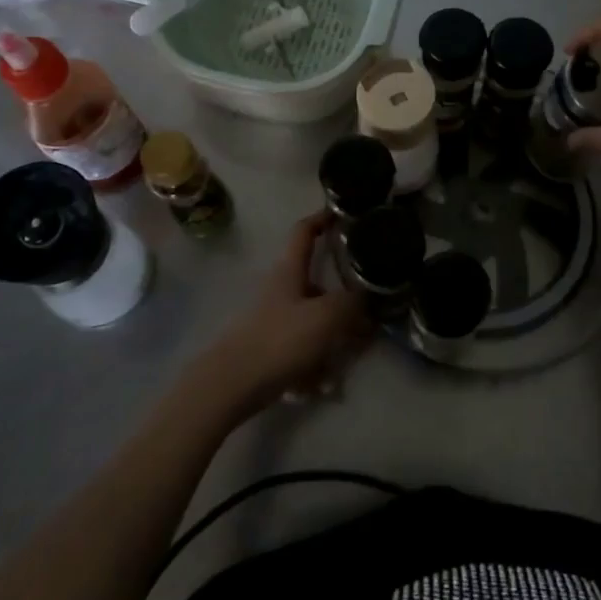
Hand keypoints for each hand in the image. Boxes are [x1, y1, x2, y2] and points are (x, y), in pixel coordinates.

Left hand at [189, 213, 371, 421]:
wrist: (231, 386)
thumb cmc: (280, 339)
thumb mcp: (326, 316)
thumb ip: (352, 303)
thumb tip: (368, 298)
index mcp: (289, 269)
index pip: (304, 231)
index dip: (322, 218)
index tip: (342, 213)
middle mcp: (281, 289)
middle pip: (316, 282)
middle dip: (343, 298)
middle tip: (368, 309)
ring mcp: (274, 320)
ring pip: (314, 320)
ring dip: (334, 337)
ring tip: (350, 357)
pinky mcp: (270, 350)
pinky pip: (304, 350)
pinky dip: (317, 366)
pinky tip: (325, 386)